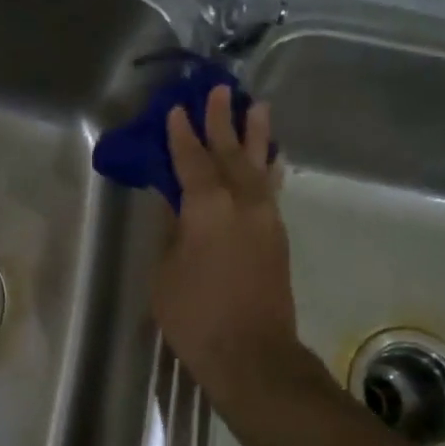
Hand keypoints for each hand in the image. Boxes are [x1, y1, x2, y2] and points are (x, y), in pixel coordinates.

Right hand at [153, 85, 300, 407]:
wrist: (252, 354)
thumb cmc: (196, 316)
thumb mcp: (166, 273)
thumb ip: (172, 232)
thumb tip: (175, 204)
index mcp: (208, 209)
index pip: (191, 162)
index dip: (182, 135)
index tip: (177, 109)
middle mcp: (243, 204)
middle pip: (230, 154)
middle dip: (222, 122)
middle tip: (219, 91)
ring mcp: (266, 220)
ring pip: (259, 168)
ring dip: (255, 137)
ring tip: (257, 107)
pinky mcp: (278, 238)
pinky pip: (272, 191)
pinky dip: (269, 170)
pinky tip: (271, 161)